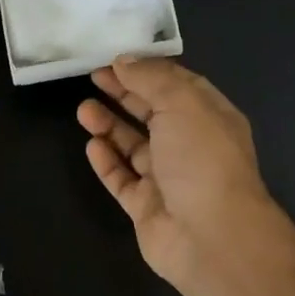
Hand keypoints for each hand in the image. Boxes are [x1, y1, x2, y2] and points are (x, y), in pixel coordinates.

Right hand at [77, 56, 276, 290]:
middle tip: (93, 77)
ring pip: (134, 146)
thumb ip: (151, 79)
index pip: (178, 85)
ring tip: (83, 110)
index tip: (116, 59)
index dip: (148, 70)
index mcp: (210, 118)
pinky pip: (123, 179)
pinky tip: (92, 146)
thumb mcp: (182, 103)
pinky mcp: (146, 207)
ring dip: (110, 126)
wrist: (211, 237)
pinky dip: (107, 162)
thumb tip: (125, 61)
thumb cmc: (202, 159)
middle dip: (124, 94)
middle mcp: (191, 146)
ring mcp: (168, 179)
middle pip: (153, 113)